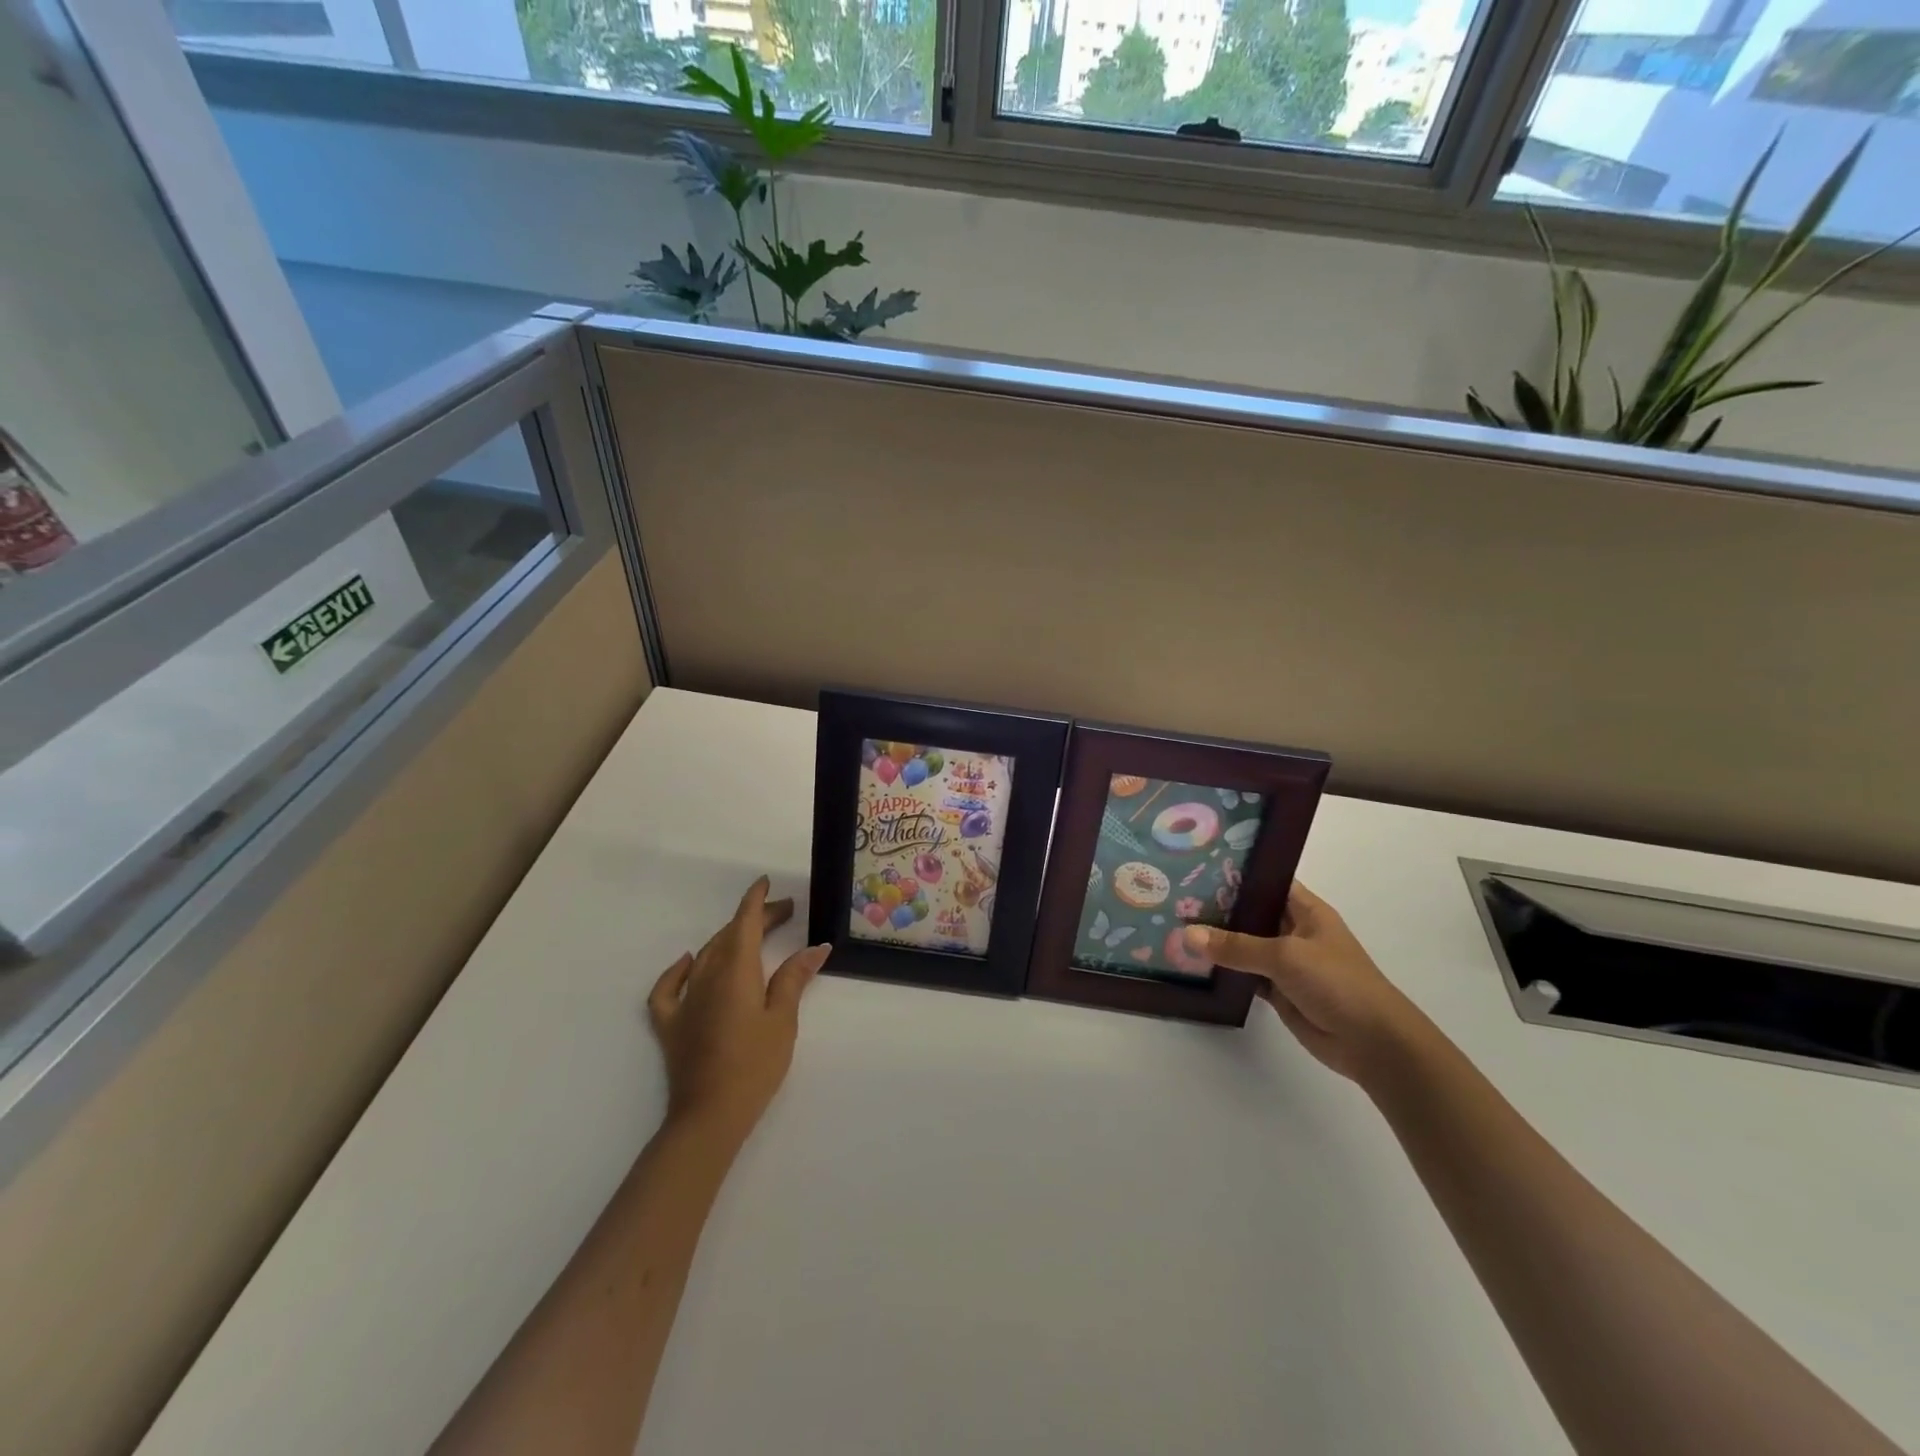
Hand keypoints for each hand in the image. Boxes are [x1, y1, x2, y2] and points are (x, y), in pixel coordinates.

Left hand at [648, 877, 829, 1146]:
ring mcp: (684, 999)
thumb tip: (816, 947)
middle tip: (783, 914)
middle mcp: (707, 975)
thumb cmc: (755, 1065)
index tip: (766, 882)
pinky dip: (680, 969)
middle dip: (754, 919)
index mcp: (736, 969)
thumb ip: (795, 978)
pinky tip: (689, 962)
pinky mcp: (670, 1023)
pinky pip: (669, 986)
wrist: (709, 1115)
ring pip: (706, 955)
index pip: (745, 922)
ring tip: (753, 937)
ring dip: (729, 938)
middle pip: (729, 935)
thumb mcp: (783, 1019)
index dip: (756, 900)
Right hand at [1184, 882, 1424, 1083]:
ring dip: (1217, 940)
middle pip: (1250, 912)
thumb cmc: (1337, 983)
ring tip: (1173, 924)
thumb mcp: (1285, 956)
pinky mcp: (1278, 990)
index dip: (1236, 872)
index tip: (1197, 864)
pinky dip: (1223, 971)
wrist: (1373, 1044)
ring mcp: (1286, 962)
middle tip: (1173, 894)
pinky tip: (1191, 963)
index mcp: (1305, 910)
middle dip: (1217, 906)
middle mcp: (1294, 930)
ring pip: (1244, 945)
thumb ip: (1236, 946)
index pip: (1266, 881)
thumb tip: (1187, 934)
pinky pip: (1244, 974)